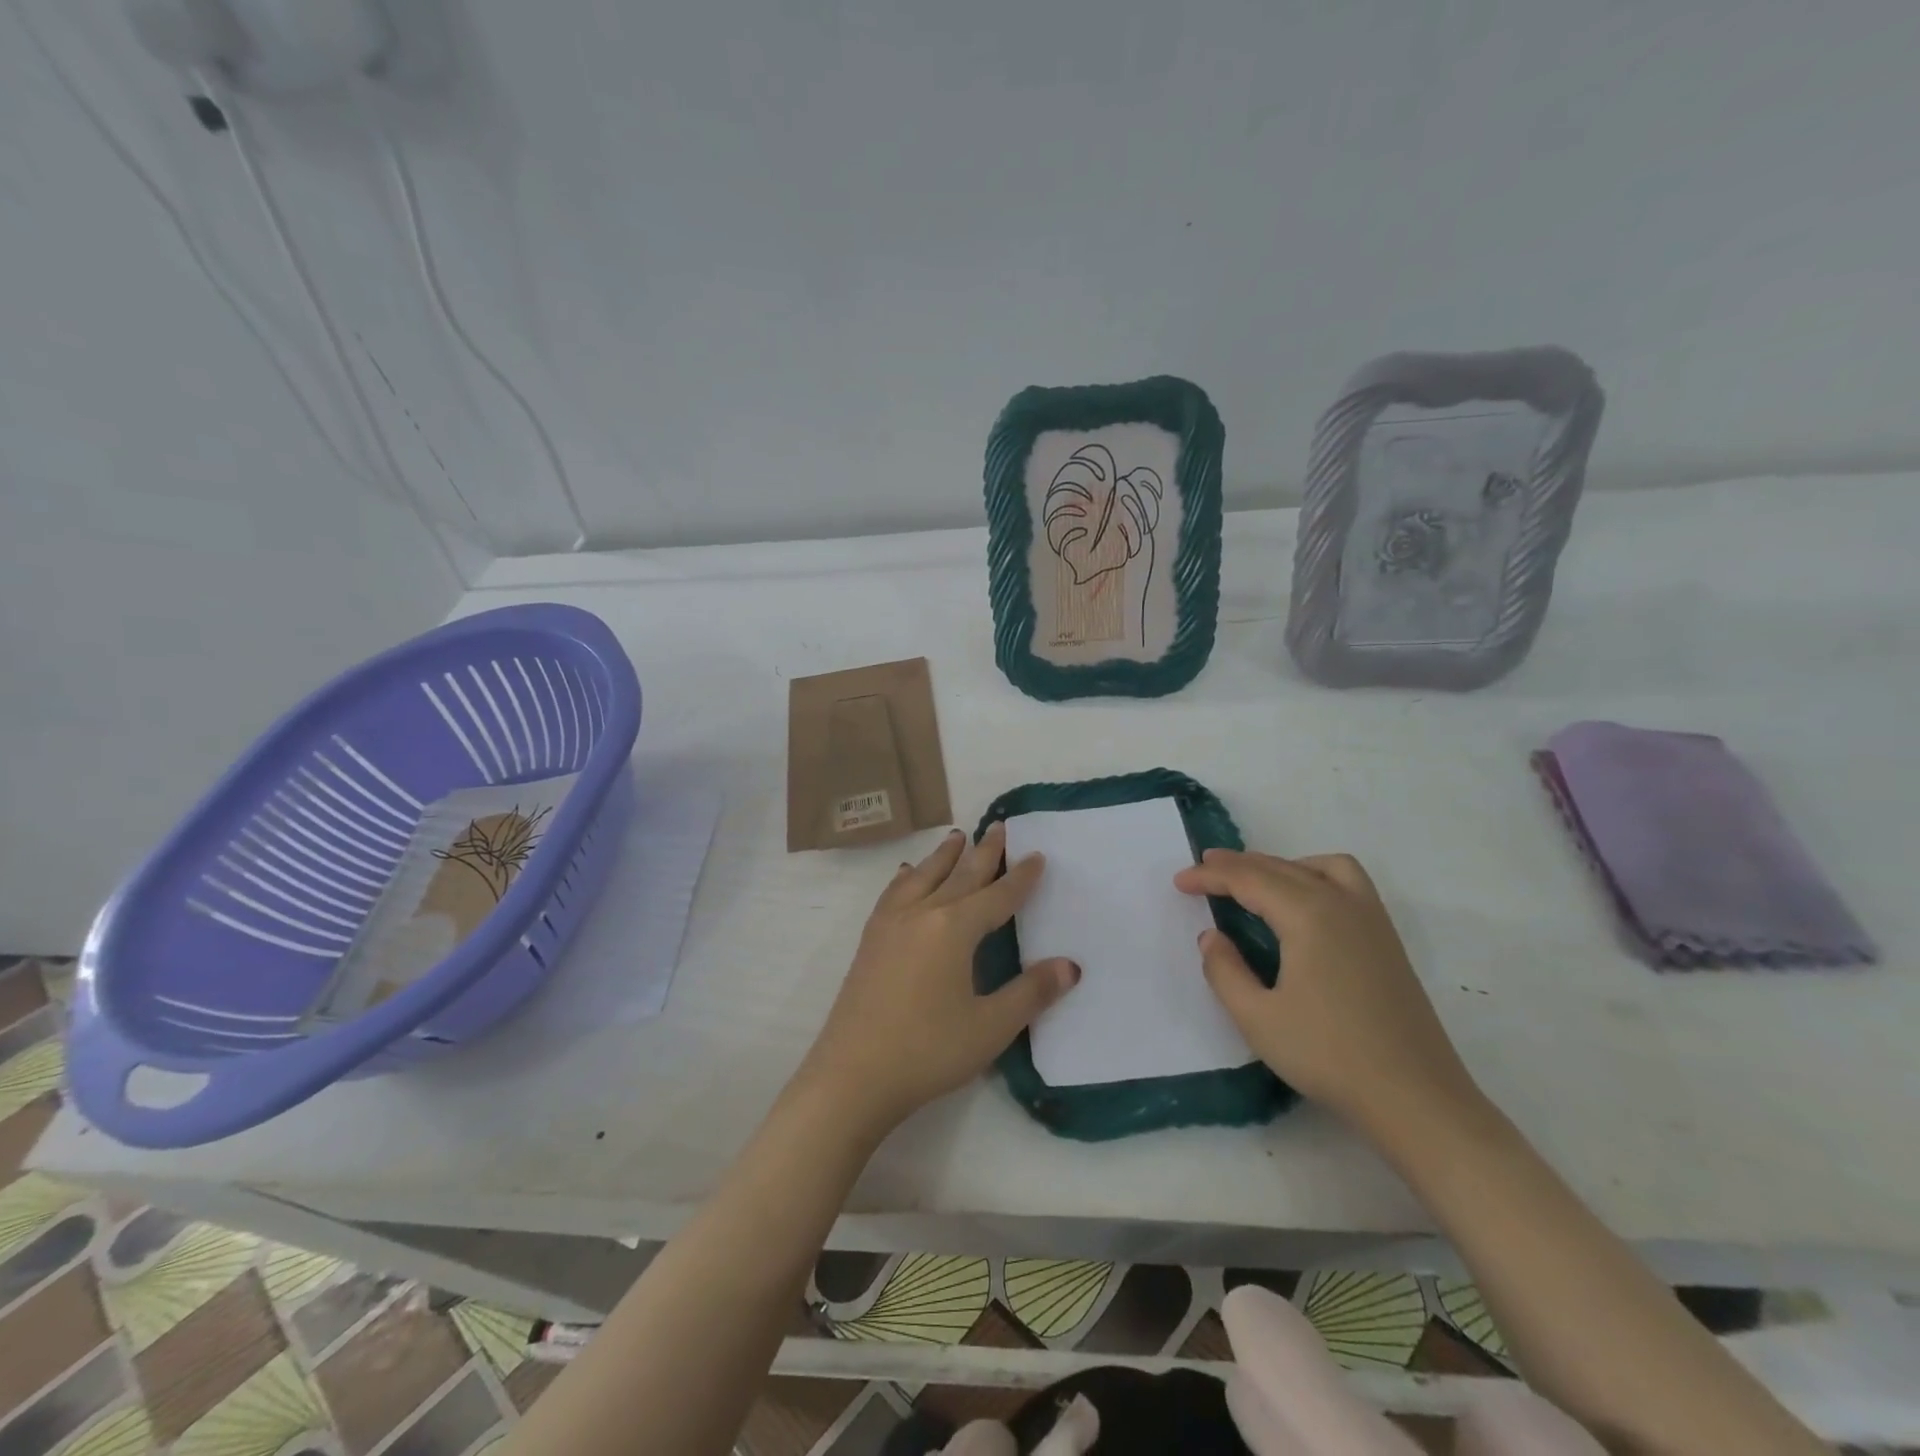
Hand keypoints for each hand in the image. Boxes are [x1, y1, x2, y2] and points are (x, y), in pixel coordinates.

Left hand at [795, 823, 1079, 1138]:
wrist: (852, 1074)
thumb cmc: (928, 1051)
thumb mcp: (990, 1027)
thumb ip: (1031, 993)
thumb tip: (1071, 965)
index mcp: (954, 929)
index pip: (997, 896)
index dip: (1020, 878)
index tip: (1037, 855)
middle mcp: (922, 913)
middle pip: (960, 875)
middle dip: (983, 852)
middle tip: (1000, 827)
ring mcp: (891, 923)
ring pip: (924, 875)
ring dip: (944, 855)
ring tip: (957, 836)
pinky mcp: (870, 939)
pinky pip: (894, 892)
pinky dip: (906, 877)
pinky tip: (906, 874)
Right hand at [1174, 850, 1476, 1133]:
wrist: (1416, 1099)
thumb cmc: (1329, 1056)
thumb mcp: (1258, 1018)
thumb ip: (1224, 971)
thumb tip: (1211, 936)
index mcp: (1308, 915)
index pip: (1249, 880)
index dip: (1210, 876)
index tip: (1179, 882)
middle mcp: (1341, 903)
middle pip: (1281, 867)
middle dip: (1237, 865)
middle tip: (1202, 869)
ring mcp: (1371, 919)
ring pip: (1319, 866)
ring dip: (1280, 864)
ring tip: (1253, 880)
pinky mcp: (1387, 940)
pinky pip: (1347, 882)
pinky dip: (1314, 874)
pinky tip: (1303, 903)